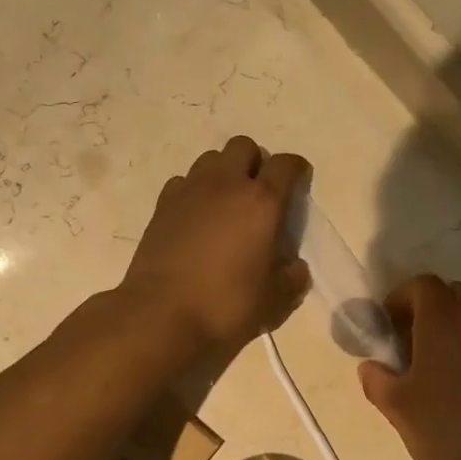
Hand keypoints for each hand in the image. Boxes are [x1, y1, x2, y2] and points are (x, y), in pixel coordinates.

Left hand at [120, 136, 311, 350]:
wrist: (162, 313)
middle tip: (258, 193)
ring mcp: (190, 190)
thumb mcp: (274, 300)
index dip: (296, 169)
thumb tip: (295, 267)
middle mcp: (226, 184)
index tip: (299, 182)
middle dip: (255, 162)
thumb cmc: (226, 305)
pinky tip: (195, 216)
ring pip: (211, 158)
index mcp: (262, 202)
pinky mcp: (162, 204)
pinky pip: (183, 181)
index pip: (285, 165)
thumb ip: (292, 278)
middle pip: (244, 146)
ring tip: (225, 202)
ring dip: (223, 172)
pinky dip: (194, 190)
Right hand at [359, 275, 460, 459]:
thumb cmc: (448, 432)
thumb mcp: (398, 409)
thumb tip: (371, 366)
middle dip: (430, 310)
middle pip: (452, 294)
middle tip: (414, 343)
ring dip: (457, 329)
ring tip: (442, 366)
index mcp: (444, 320)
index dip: (402, 299)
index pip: (422, 285)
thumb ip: (376, 379)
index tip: (390, 326)